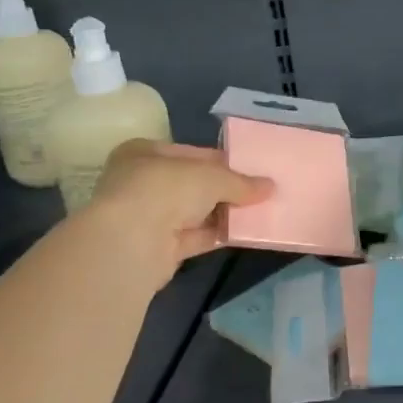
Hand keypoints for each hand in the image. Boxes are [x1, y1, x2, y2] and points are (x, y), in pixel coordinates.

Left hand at [71, 141, 270, 281]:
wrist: (131, 244)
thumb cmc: (165, 190)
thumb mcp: (211, 176)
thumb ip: (240, 182)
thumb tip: (271, 187)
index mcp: (143, 153)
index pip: (190, 153)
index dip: (221, 161)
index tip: (250, 168)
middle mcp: (140, 182)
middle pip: (192, 184)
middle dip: (224, 190)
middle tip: (259, 191)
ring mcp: (146, 218)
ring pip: (193, 212)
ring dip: (223, 213)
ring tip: (260, 211)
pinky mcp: (156, 249)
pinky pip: (194, 238)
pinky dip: (217, 235)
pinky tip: (245, 233)